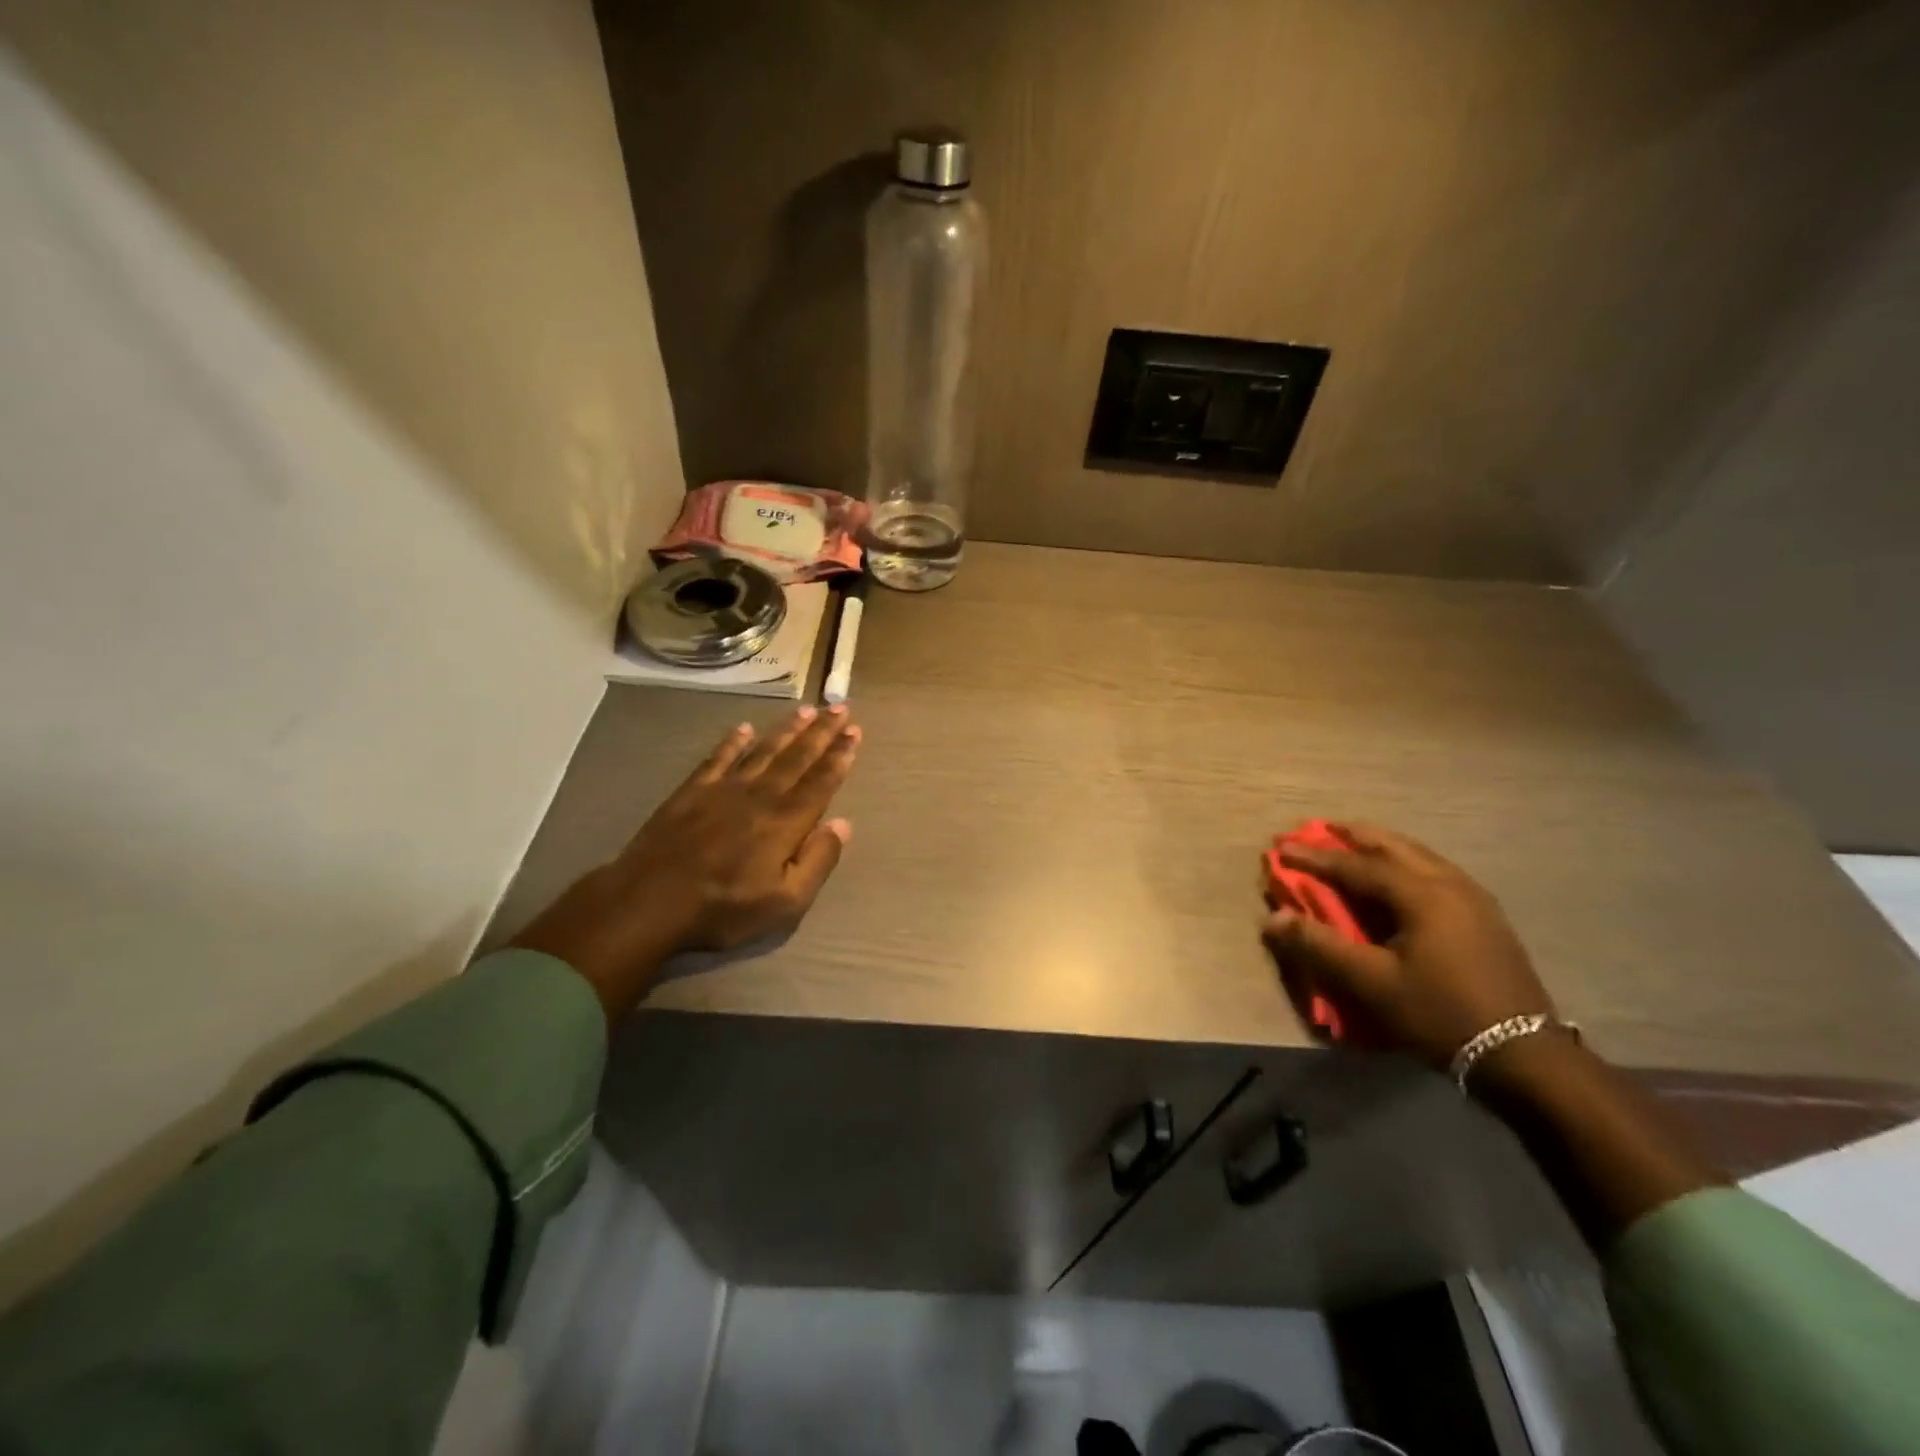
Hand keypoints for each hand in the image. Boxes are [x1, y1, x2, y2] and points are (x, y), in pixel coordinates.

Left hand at [511, 706, 860, 1021]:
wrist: (649, 902)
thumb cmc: (723, 908)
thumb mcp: (785, 902)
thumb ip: (818, 860)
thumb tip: (843, 824)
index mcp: (785, 822)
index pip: (820, 782)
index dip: (839, 756)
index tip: (854, 732)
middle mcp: (759, 796)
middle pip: (797, 758)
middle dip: (821, 732)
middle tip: (840, 708)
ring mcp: (723, 790)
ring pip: (763, 751)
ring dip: (786, 730)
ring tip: (806, 710)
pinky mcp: (691, 792)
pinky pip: (718, 758)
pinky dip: (733, 742)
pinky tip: (744, 728)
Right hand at [1261, 823, 1555, 1068]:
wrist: (1524, 1056)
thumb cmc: (1440, 1014)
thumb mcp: (1371, 984)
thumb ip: (1320, 947)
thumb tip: (1273, 919)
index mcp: (1421, 894)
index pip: (1356, 865)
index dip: (1315, 857)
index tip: (1281, 847)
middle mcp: (1449, 884)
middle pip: (1393, 846)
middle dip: (1352, 836)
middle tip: (1318, 828)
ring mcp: (1474, 899)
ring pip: (1419, 855)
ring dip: (1381, 845)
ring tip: (1355, 842)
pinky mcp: (1486, 918)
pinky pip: (1435, 871)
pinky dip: (1405, 861)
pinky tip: (1401, 874)